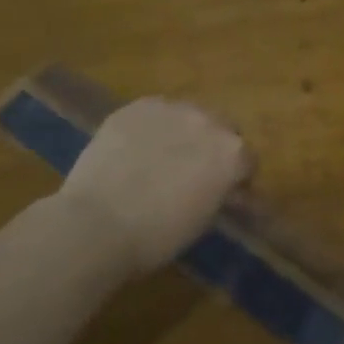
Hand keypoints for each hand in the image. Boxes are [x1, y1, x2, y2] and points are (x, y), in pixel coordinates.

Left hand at [58, 98, 252, 273]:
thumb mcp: (203, 220)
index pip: (247, 160)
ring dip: (183, 132)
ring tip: (159, 158)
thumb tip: (225, 189)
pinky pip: (154, 114)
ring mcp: (172, 108)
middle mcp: (209, 121)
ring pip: (188, 116)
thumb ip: (220, 193)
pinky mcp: (137, 106)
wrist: (95, 225)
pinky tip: (133, 150)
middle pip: (222, 128)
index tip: (223, 193)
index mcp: (232, 152)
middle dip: (213, 147)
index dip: (236, 178)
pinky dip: (151, 128)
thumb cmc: (156, 236)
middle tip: (192, 172)